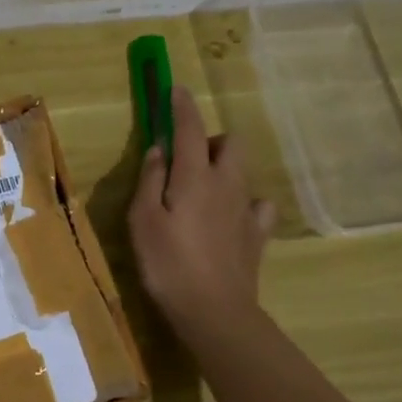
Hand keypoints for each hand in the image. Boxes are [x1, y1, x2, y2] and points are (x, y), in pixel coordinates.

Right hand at [129, 87, 275, 344]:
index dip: (181, 106)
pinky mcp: (258, 234)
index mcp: (195, 177)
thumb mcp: (143, 220)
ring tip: (202, 189)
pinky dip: (244, 202)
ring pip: (243, 170)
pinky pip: (258, 205)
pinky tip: (230, 216)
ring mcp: (247, 209)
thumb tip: (159, 148)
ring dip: (224, 168)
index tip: (175, 90)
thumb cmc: (168, 264)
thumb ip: (150, 179)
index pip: (190, 128)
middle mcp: (226, 184)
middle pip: (230, 143)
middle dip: (209, 139)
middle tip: (184, 159)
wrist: (215, 311)